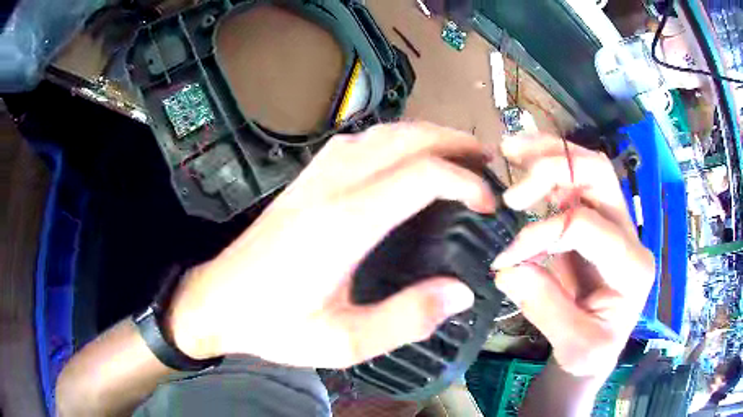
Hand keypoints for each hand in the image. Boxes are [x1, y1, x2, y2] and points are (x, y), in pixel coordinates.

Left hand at [167, 122, 497, 367]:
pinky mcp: (303, 181)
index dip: (465, 182)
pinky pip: (356, 141)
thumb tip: (461, 293)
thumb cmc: (273, 326)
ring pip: (381, 133)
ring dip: (425, 134)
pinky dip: (392, 138)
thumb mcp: (342, 343)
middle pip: (405, 140)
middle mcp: (331, 187)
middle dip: (453, 143)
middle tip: (486, 161)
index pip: (421, 176)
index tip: (488, 203)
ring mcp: (314, 177)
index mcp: (344, 224)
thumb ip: (405, 320)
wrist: (216, 300)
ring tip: (455, 152)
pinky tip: (402, 154)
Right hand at [492, 134, 653, 377]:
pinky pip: (574, 179)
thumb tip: (508, 268)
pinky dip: (547, 163)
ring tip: (511, 149)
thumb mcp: (574, 347)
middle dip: (553, 170)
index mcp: (633, 267)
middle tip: (514, 191)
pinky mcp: (595, 220)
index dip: (543, 234)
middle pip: (599, 175)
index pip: (588, 226)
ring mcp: (614, 222)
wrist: (597, 350)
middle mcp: (629, 234)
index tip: (506, 258)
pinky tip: (522, 158)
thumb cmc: (591, 353)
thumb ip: (546, 308)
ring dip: (549, 153)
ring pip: (588, 166)